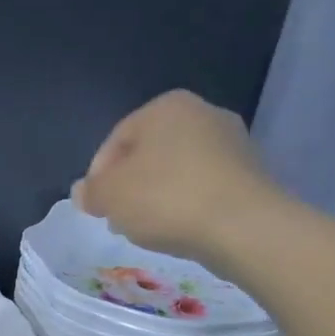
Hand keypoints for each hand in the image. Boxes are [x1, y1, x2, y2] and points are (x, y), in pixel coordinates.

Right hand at [72, 91, 290, 263]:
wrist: (242, 226)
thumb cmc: (165, 198)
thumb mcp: (109, 195)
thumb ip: (90, 191)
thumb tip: (84, 192)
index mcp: (166, 106)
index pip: (116, 139)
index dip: (98, 176)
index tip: (95, 207)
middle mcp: (203, 113)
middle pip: (148, 154)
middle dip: (128, 186)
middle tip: (118, 218)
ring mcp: (232, 142)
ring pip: (175, 171)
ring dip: (155, 197)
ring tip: (146, 228)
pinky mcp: (250, 174)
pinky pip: (202, 187)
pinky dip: (185, 205)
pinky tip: (178, 229)